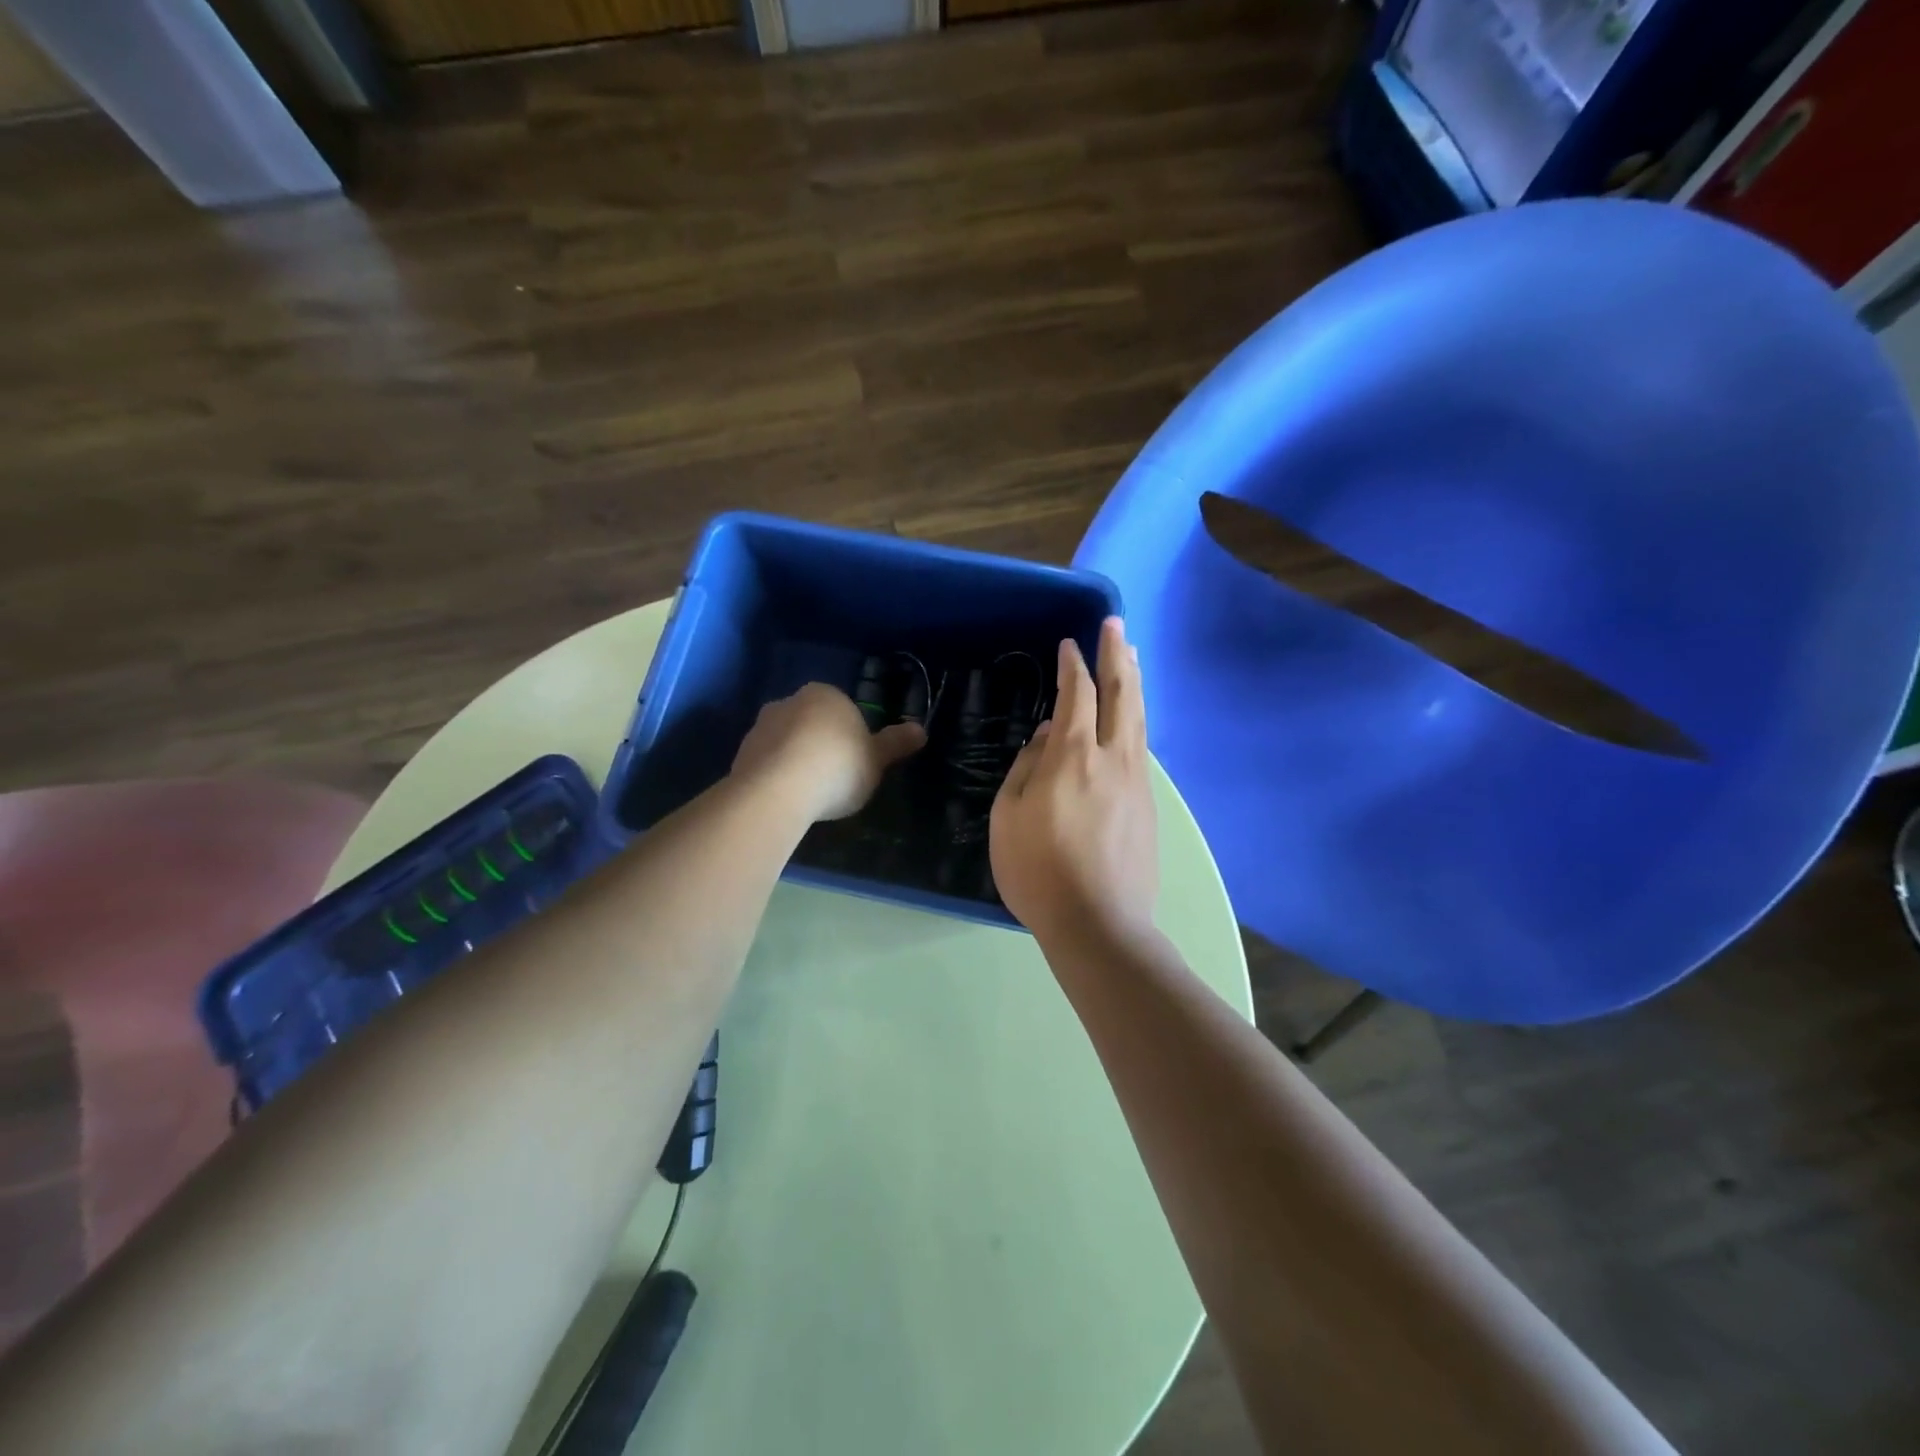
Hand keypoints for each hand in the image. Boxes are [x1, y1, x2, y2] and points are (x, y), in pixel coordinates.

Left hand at [732, 683, 925, 822]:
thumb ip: (896, 744)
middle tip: (835, 779)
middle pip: (812, 723)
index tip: (856, 762)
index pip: (843, 709)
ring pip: (786, 742)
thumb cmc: (837, 767)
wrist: (778, 791)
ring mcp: (759, 727)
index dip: (852, 736)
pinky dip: (776, 777)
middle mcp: (788, 701)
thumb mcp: (877, 759)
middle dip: (821, 744)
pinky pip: (767, 764)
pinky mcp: (740, 755)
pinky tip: (787, 799)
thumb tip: (921, 730)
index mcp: (824, 694)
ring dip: (796, 760)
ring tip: (810, 794)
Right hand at [991, 617, 1157, 944]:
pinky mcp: (1148, 804)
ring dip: (1134, 682)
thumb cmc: (1039, 872)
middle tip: (1115, 625)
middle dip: (1117, 655)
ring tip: (1132, 657)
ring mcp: (1136, 781)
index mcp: (1072, 757)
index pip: (1077, 695)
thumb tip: (1047, 738)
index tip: (1071, 644)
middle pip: (1121, 693)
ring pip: (1139, 718)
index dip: (1074, 666)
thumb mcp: (1008, 817)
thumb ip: (1027, 769)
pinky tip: (1132, 718)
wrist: (1099, 924)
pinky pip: (1141, 747)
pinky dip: (1136, 718)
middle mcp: (1112, 758)